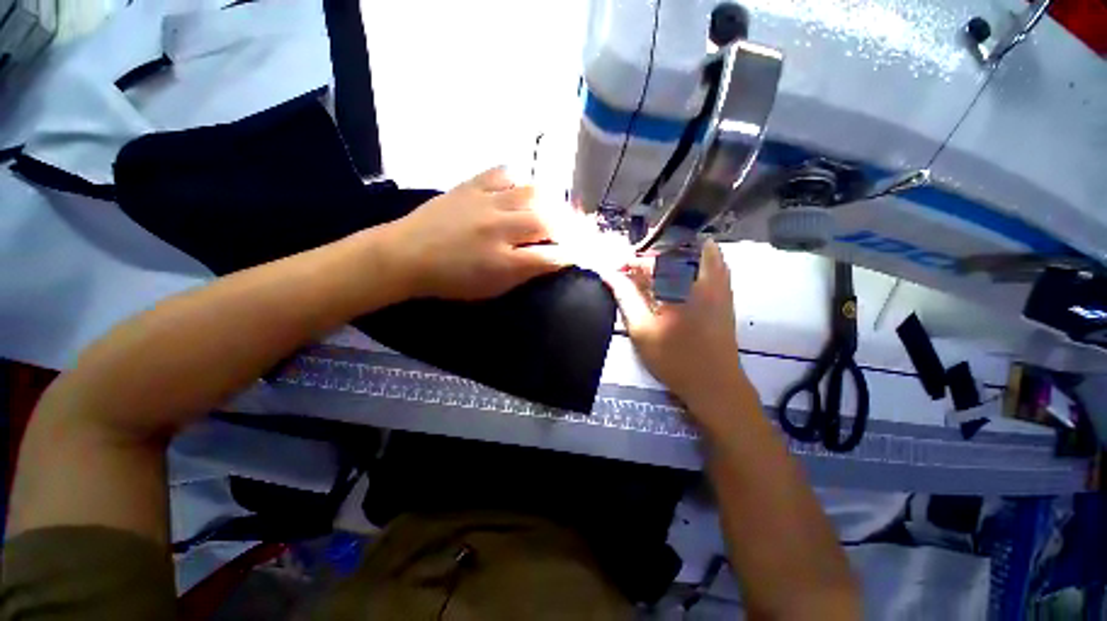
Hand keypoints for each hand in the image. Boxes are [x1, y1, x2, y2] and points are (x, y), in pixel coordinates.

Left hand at [384, 167, 569, 299]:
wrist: (406, 254)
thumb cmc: (451, 279)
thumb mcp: (491, 288)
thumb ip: (524, 273)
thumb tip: (551, 260)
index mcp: (502, 262)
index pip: (549, 257)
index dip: (569, 255)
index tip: (579, 254)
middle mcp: (498, 229)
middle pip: (546, 222)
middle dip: (567, 227)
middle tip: (573, 229)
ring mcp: (485, 202)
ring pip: (531, 194)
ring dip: (550, 201)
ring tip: (554, 207)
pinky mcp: (471, 185)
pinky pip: (503, 173)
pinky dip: (520, 179)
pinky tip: (522, 189)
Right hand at [603, 240, 746, 407]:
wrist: (715, 383)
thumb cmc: (674, 359)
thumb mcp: (641, 330)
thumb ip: (626, 297)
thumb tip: (609, 275)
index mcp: (680, 286)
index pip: (651, 260)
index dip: (630, 262)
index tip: (615, 271)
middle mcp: (703, 277)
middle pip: (677, 247)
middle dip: (652, 253)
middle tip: (635, 270)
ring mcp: (719, 284)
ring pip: (700, 250)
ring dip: (675, 253)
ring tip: (657, 269)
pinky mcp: (727, 293)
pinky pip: (715, 262)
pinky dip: (696, 260)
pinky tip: (681, 275)